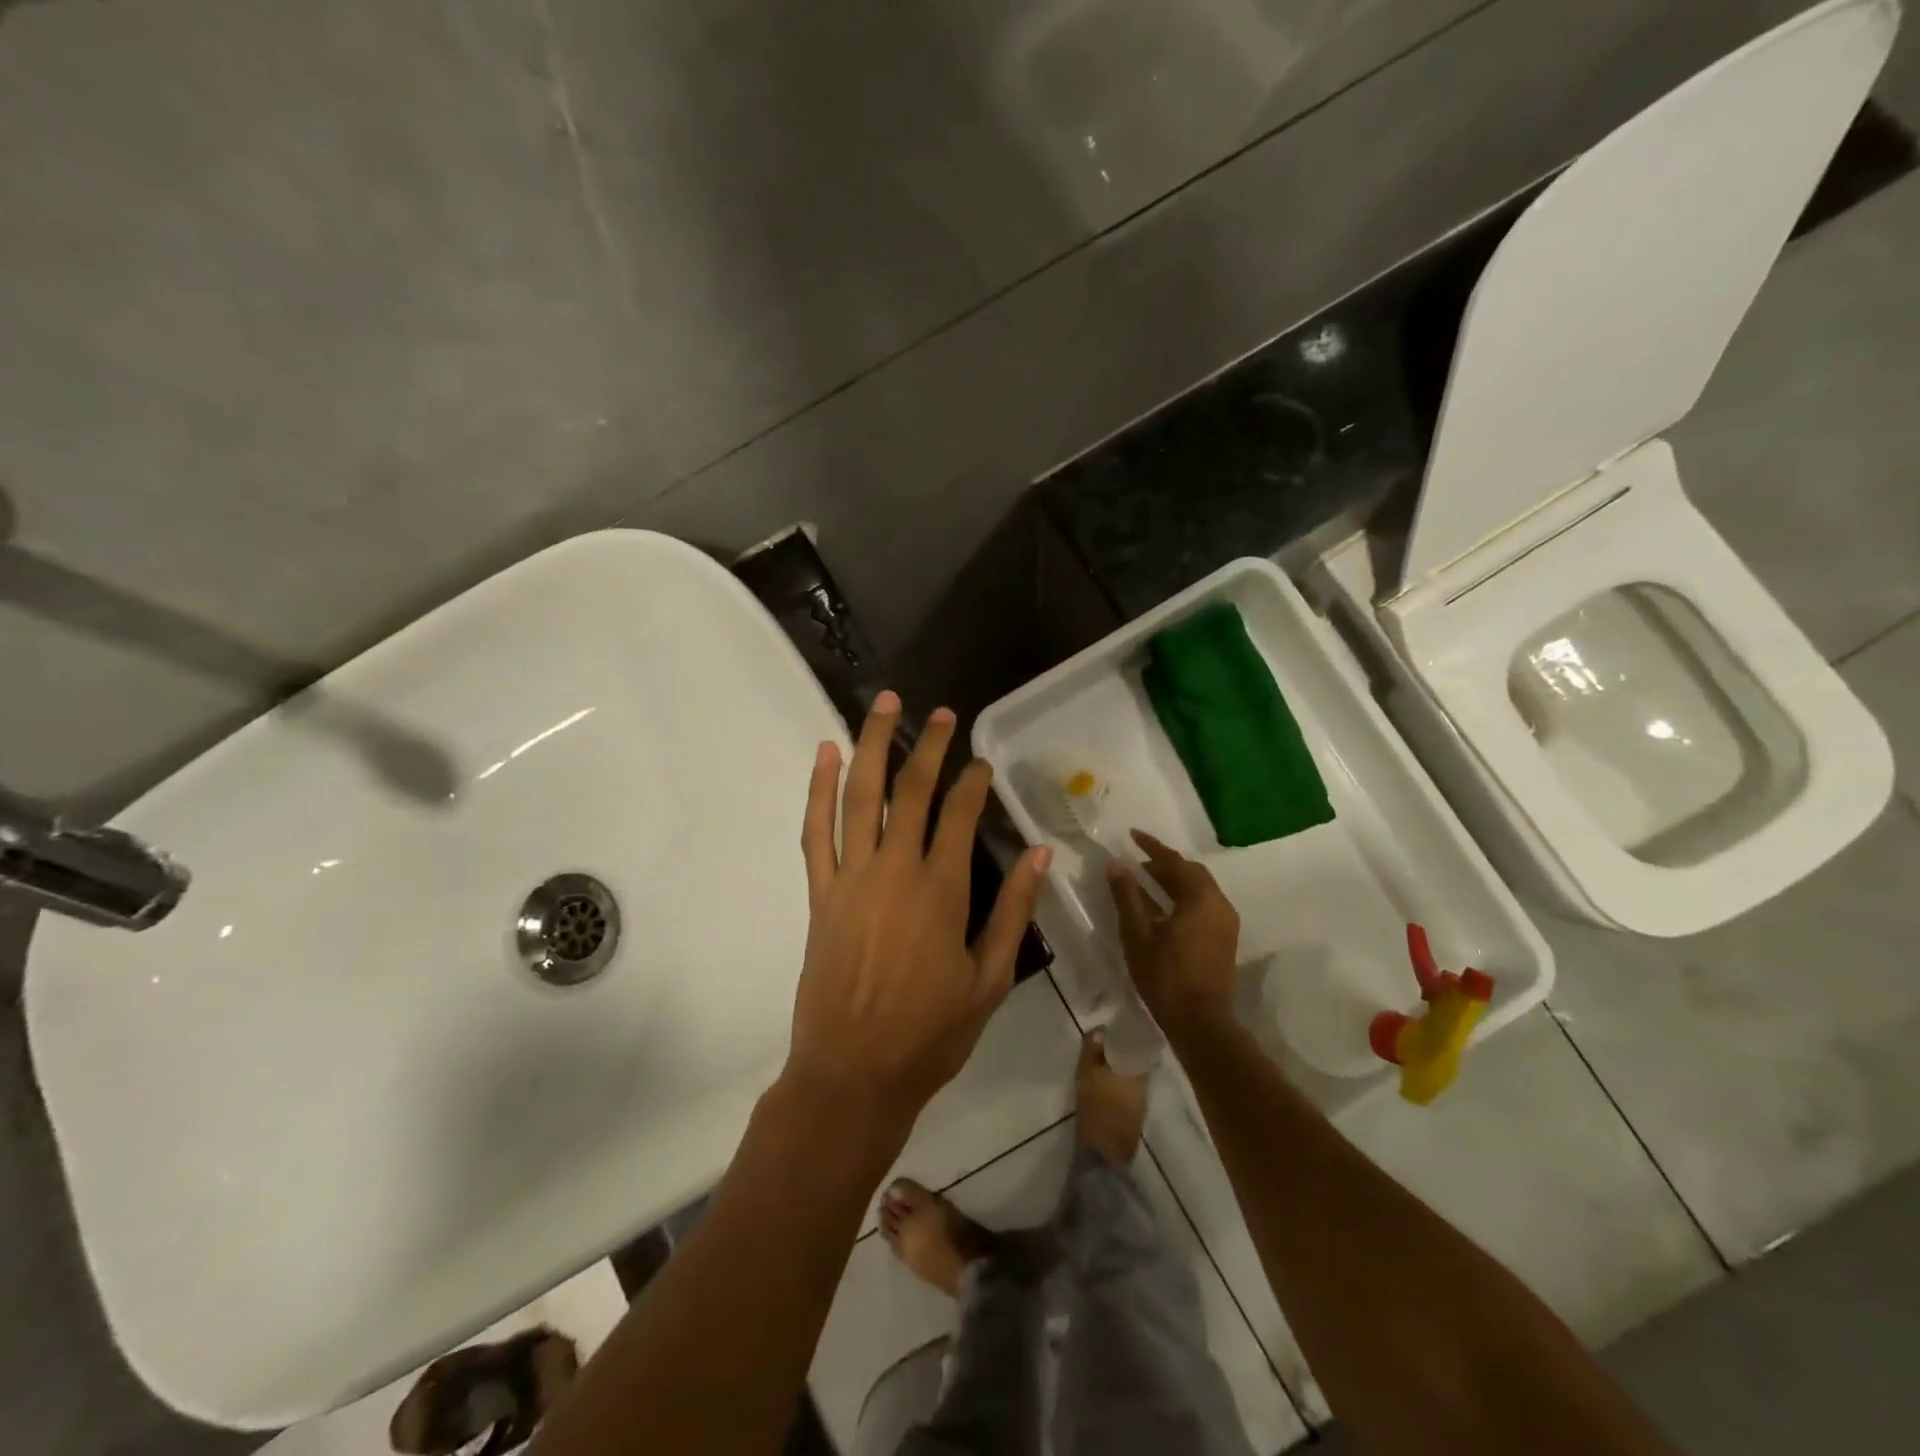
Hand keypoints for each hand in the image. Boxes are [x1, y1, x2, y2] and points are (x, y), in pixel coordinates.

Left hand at [785, 691, 1049, 1124]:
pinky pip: (815, 830)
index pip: (959, 816)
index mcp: (941, 892)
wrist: (853, 1073)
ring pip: (860, 796)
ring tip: (884, 705)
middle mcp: (895, 871)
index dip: (973, 783)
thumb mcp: (990, 979)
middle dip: (928, 747)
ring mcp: (851, 878)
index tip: (982, 761)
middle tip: (940, 713)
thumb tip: (1040, 855)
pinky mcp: (820, 893)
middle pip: (910, 792)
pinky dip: (818, 788)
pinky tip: (825, 754)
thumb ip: (1013, 912)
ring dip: (872, 746)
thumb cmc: (930, 1033)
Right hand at [1107, 830, 1239, 1035]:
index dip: (1151, 847)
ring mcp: (1225, 923)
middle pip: (1191, 873)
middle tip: (1137, 861)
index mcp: (1201, 899)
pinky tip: (1161, 907)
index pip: (1175, 862)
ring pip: (1198, 889)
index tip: (1132, 834)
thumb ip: (1127, 896)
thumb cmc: (1165, 976)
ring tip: (1144, 881)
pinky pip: (1202, 905)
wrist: (1201, 1023)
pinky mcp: (1223, 939)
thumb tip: (1116, 865)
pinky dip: (1181, 897)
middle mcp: (1219, 905)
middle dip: (1164, 863)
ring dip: (1173, 881)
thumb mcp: (1138, 934)